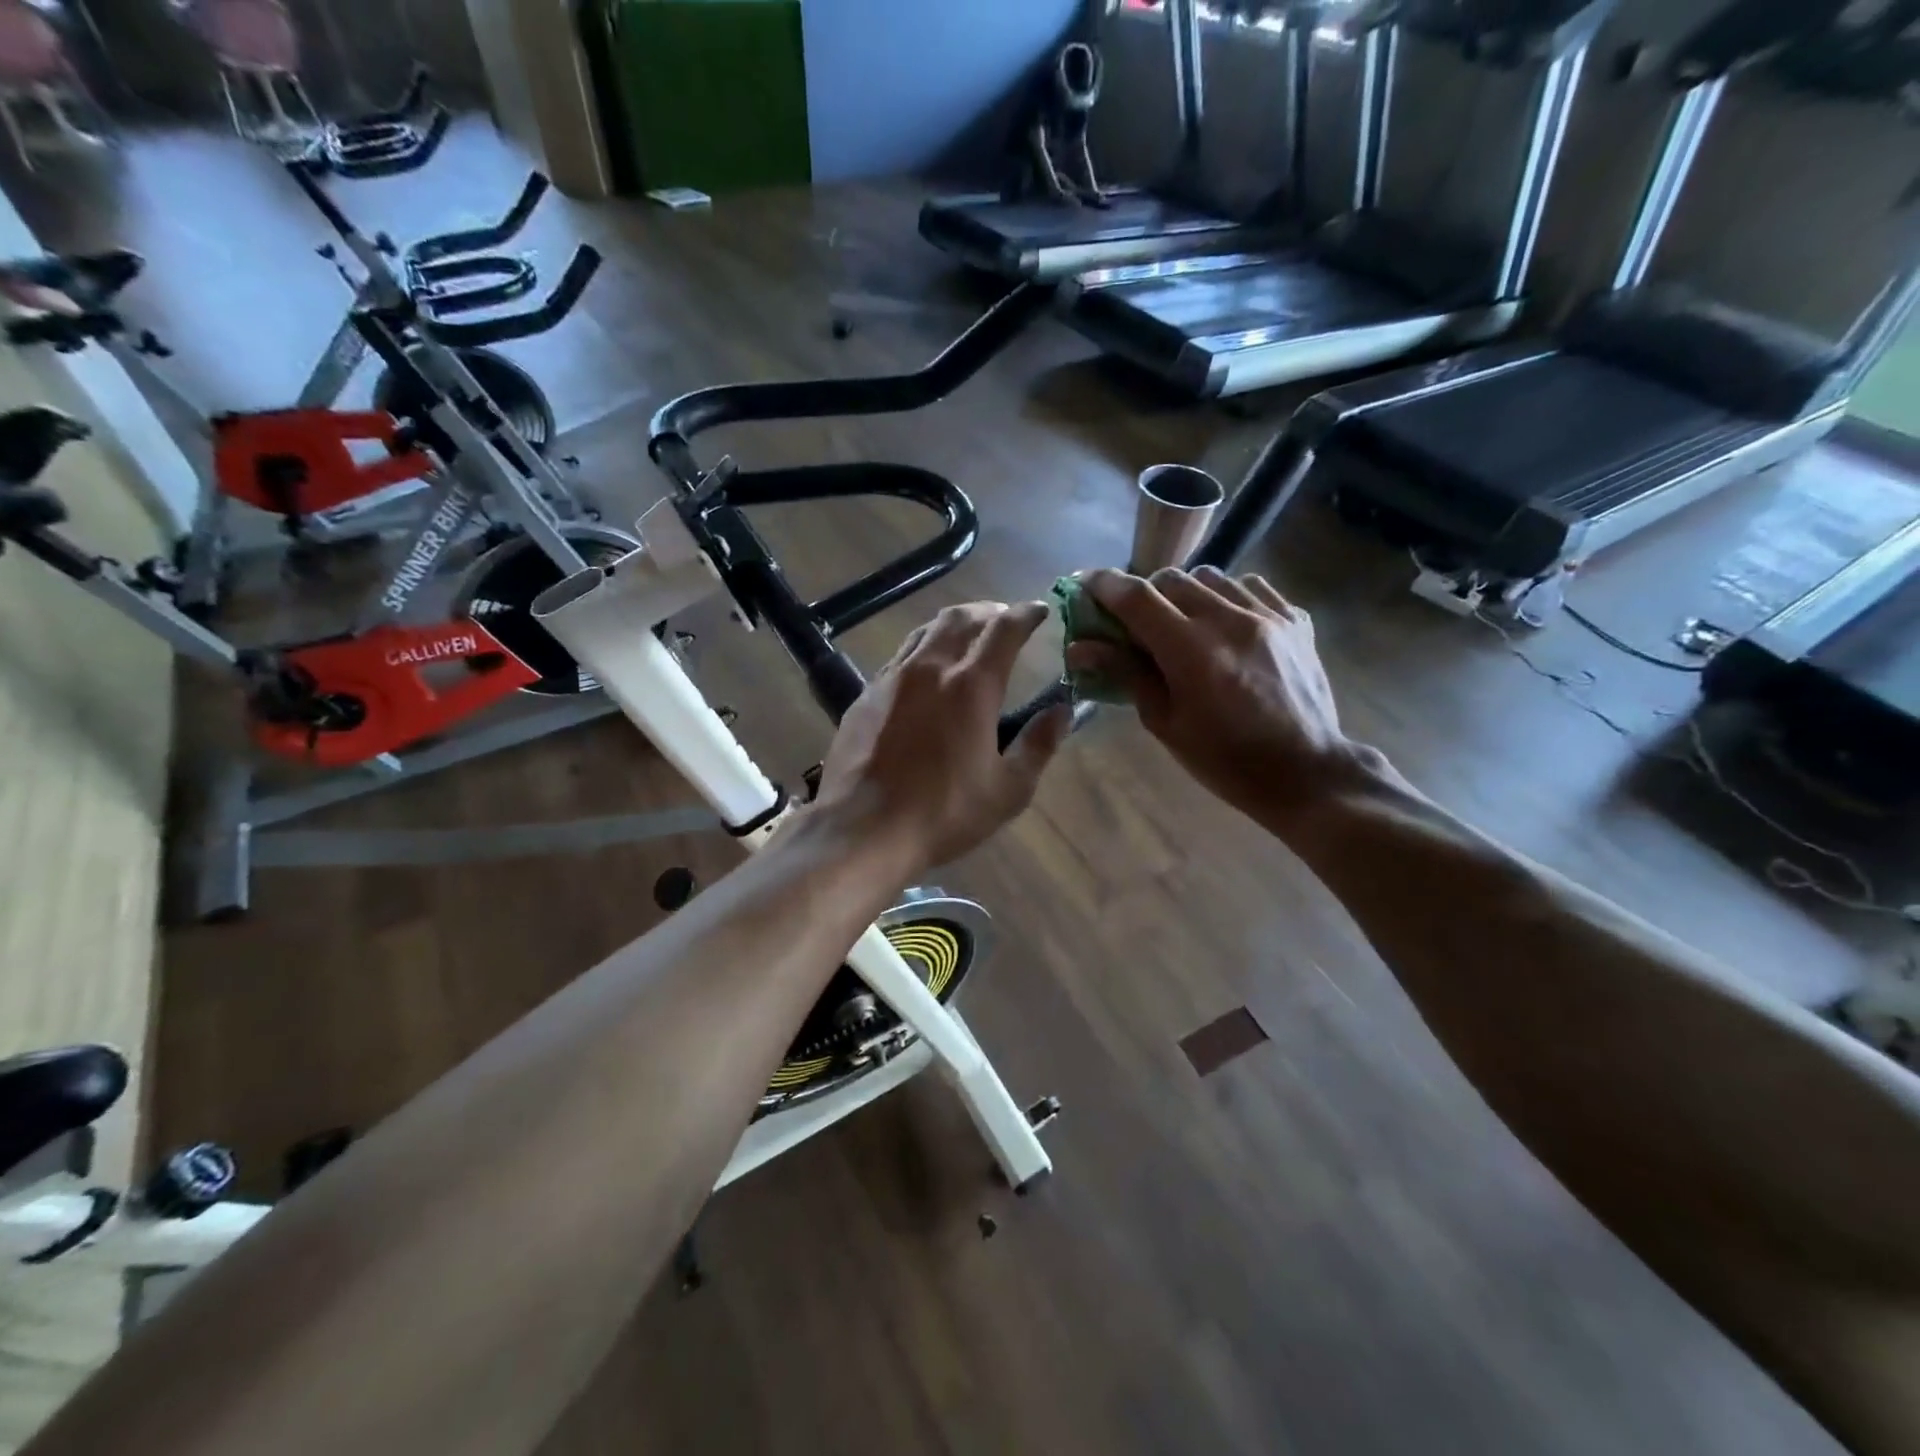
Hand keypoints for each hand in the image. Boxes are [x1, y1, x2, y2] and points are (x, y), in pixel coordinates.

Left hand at [810, 601, 1070, 876]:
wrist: (862, 829)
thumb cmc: (944, 813)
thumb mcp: (1008, 790)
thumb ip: (1039, 745)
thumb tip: (1063, 711)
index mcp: (971, 685)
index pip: (1004, 629)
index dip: (1026, 614)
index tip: (1040, 610)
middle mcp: (930, 668)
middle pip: (961, 618)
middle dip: (988, 612)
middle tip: (1004, 619)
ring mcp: (892, 678)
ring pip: (925, 631)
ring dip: (953, 624)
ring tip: (967, 634)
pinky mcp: (865, 695)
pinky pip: (900, 655)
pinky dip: (922, 648)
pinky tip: (925, 670)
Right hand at [1066, 567, 1381, 831]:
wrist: (1306, 772)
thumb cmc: (1225, 761)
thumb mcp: (1165, 724)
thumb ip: (1126, 675)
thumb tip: (1081, 647)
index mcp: (1192, 653)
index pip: (1138, 597)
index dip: (1105, 585)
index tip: (1086, 584)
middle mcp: (1230, 621)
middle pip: (1171, 579)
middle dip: (1144, 593)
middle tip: (1136, 622)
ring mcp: (1268, 616)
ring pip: (1211, 577)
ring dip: (1185, 593)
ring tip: (1182, 622)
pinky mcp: (1295, 619)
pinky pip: (1250, 586)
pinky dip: (1226, 596)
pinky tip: (1224, 624)